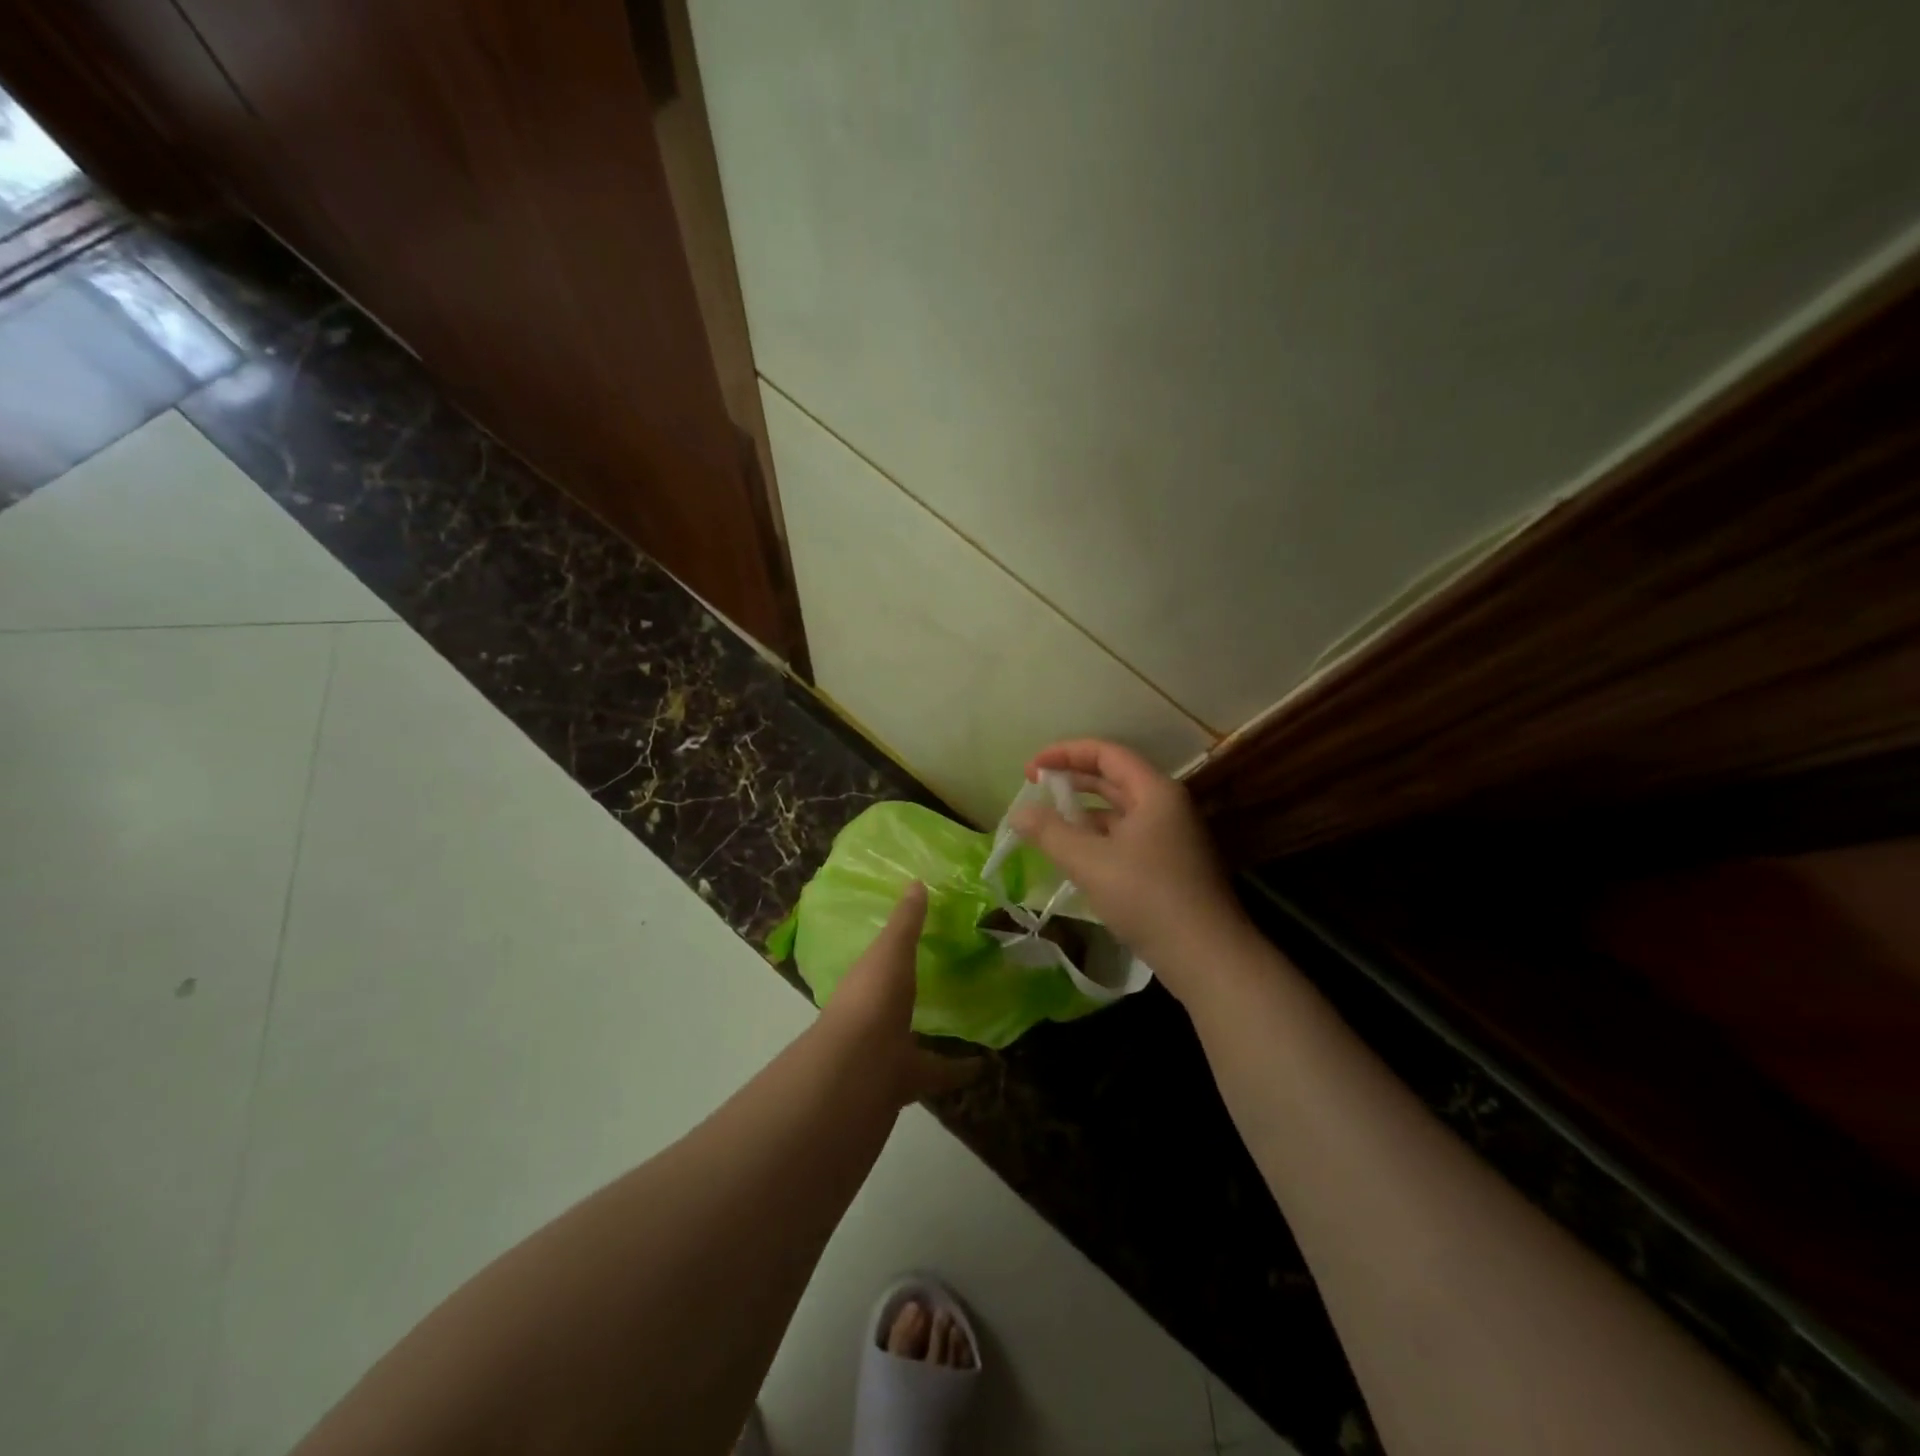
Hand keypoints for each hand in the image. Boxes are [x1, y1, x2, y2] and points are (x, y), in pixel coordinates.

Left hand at [817, 882, 980, 1104]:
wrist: (858, 1071)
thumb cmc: (872, 999)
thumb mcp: (891, 951)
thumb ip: (906, 922)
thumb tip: (916, 882)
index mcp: (865, 982)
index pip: (879, 962)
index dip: (895, 950)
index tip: (920, 939)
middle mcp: (872, 1016)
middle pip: (895, 1001)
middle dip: (912, 993)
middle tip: (946, 975)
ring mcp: (887, 1050)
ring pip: (913, 1037)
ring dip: (934, 1031)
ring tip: (967, 1016)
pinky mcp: (908, 1080)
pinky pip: (939, 1071)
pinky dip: (961, 1068)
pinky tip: (986, 1063)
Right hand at [1010, 739, 1252, 1003]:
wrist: (1207, 957)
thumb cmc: (1148, 897)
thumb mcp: (1090, 862)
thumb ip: (1050, 832)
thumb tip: (1018, 812)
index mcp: (1154, 792)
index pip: (1106, 753)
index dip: (1065, 753)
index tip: (1032, 767)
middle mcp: (1166, 806)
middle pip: (1114, 779)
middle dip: (1072, 780)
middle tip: (1035, 788)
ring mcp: (1171, 837)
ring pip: (1119, 811)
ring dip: (1083, 812)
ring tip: (1047, 824)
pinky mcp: (1169, 866)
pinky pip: (1126, 838)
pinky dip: (1098, 838)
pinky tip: (1075, 856)